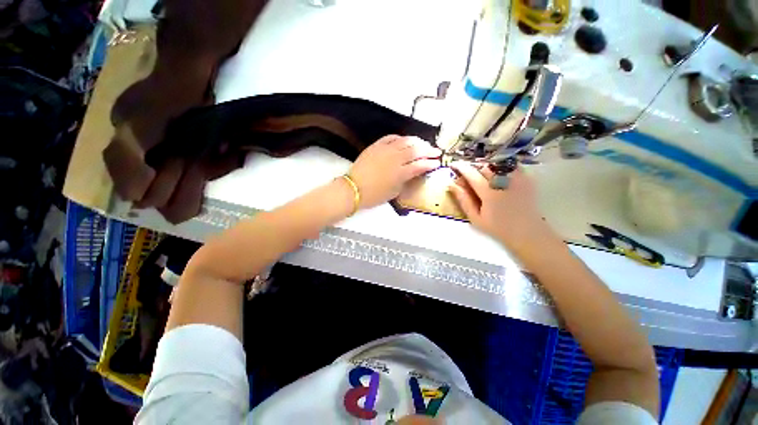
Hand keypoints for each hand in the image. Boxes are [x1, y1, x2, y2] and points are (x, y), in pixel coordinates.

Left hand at [348, 135, 440, 208]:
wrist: (353, 188)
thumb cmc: (374, 195)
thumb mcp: (394, 192)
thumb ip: (405, 181)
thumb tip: (412, 173)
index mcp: (401, 173)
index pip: (420, 165)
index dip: (431, 164)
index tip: (437, 163)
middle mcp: (395, 159)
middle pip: (416, 150)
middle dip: (428, 150)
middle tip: (435, 151)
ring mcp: (385, 150)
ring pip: (405, 141)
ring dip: (417, 141)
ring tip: (423, 144)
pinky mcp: (376, 146)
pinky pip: (391, 138)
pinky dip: (400, 138)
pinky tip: (404, 140)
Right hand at [448, 162, 555, 249]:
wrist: (527, 232)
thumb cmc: (498, 228)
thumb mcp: (476, 218)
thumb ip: (464, 200)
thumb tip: (451, 185)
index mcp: (489, 193)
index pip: (471, 174)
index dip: (461, 167)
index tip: (453, 164)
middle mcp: (503, 182)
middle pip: (484, 166)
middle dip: (474, 167)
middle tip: (468, 174)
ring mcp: (517, 178)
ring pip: (497, 164)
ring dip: (487, 166)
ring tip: (482, 174)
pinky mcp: (527, 178)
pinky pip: (511, 166)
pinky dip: (501, 167)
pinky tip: (498, 175)